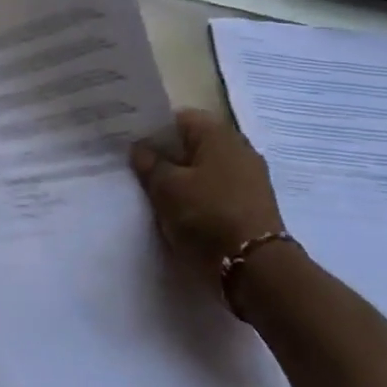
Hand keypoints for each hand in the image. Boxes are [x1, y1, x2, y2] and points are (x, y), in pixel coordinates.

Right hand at [130, 108, 287, 278]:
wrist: (255, 267)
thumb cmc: (207, 215)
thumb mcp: (166, 187)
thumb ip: (149, 163)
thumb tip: (140, 148)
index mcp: (218, 133)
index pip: (178, 118)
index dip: (153, 129)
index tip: (131, 145)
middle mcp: (239, 148)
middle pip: (193, 143)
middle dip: (167, 154)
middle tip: (139, 169)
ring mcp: (250, 177)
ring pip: (205, 168)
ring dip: (182, 177)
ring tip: (157, 192)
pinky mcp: (252, 203)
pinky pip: (217, 189)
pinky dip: (199, 194)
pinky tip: (181, 209)